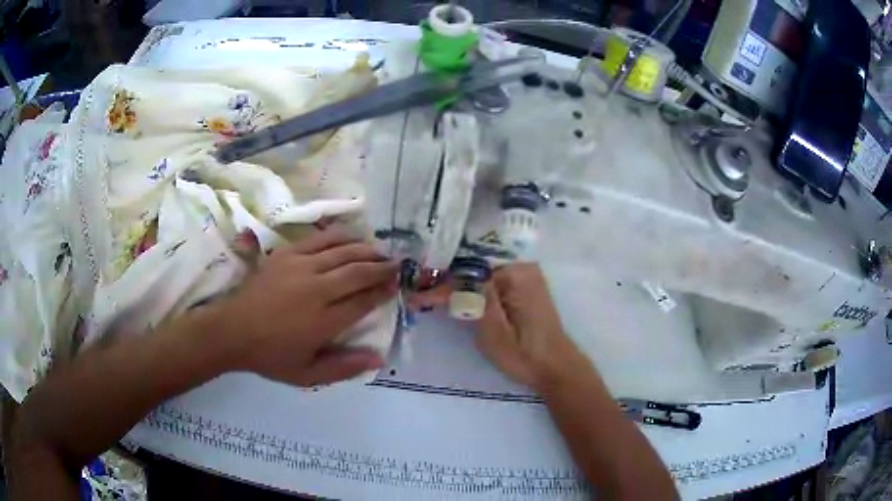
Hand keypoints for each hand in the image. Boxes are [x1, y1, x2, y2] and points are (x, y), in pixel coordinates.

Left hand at [212, 227, 397, 386]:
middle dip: (381, 268)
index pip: (363, 301)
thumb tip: (379, 358)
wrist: (232, 331)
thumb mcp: (307, 375)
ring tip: (380, 251)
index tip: (396, 286)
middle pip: (358, 272)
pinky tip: (351, 237)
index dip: (383, 292)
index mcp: (323, 321)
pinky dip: (339, 237)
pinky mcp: (287, 254)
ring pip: (342, 252)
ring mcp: (300, 267)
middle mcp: (316, 290)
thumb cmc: (271, 356)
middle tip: (397, 265)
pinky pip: (319, 239)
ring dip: (366, 250)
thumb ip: (344, 368)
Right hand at [411, 263, 591, 392]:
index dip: (440, 285)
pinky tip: (454, 292)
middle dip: (446, 277)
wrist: (555, 367)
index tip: (416, 296)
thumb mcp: (494, 331)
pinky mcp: (523, 285)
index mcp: (516, 273)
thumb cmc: (524, 354)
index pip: (468, 272)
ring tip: (428, 289)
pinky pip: (491, 278)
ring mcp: (524, 274)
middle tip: (418, 289)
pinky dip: (472, 286)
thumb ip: (472, 300)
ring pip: (482, 271)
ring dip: (457, 281)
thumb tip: (447, 281)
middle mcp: (521, 265)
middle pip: (475, 265)